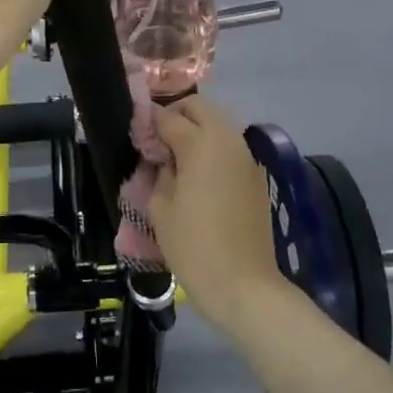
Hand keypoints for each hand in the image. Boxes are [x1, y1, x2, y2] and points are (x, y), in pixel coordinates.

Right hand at [149, 98, 291, 334]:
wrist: (244, 285)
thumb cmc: (194, 246)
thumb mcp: (160, 208)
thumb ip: (159, 173)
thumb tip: (164, 160)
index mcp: (199, 143)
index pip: (168, 117)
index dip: (149, 122)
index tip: (136, 134)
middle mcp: (226, 140)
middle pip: (199, 107)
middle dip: (177, 115)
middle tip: (159, 141)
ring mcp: (246, 156)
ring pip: (219, 123)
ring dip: (198, 129)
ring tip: (178, 157)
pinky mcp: (256, 175)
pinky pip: (231, 146)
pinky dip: (214, 147)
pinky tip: (200, 174)